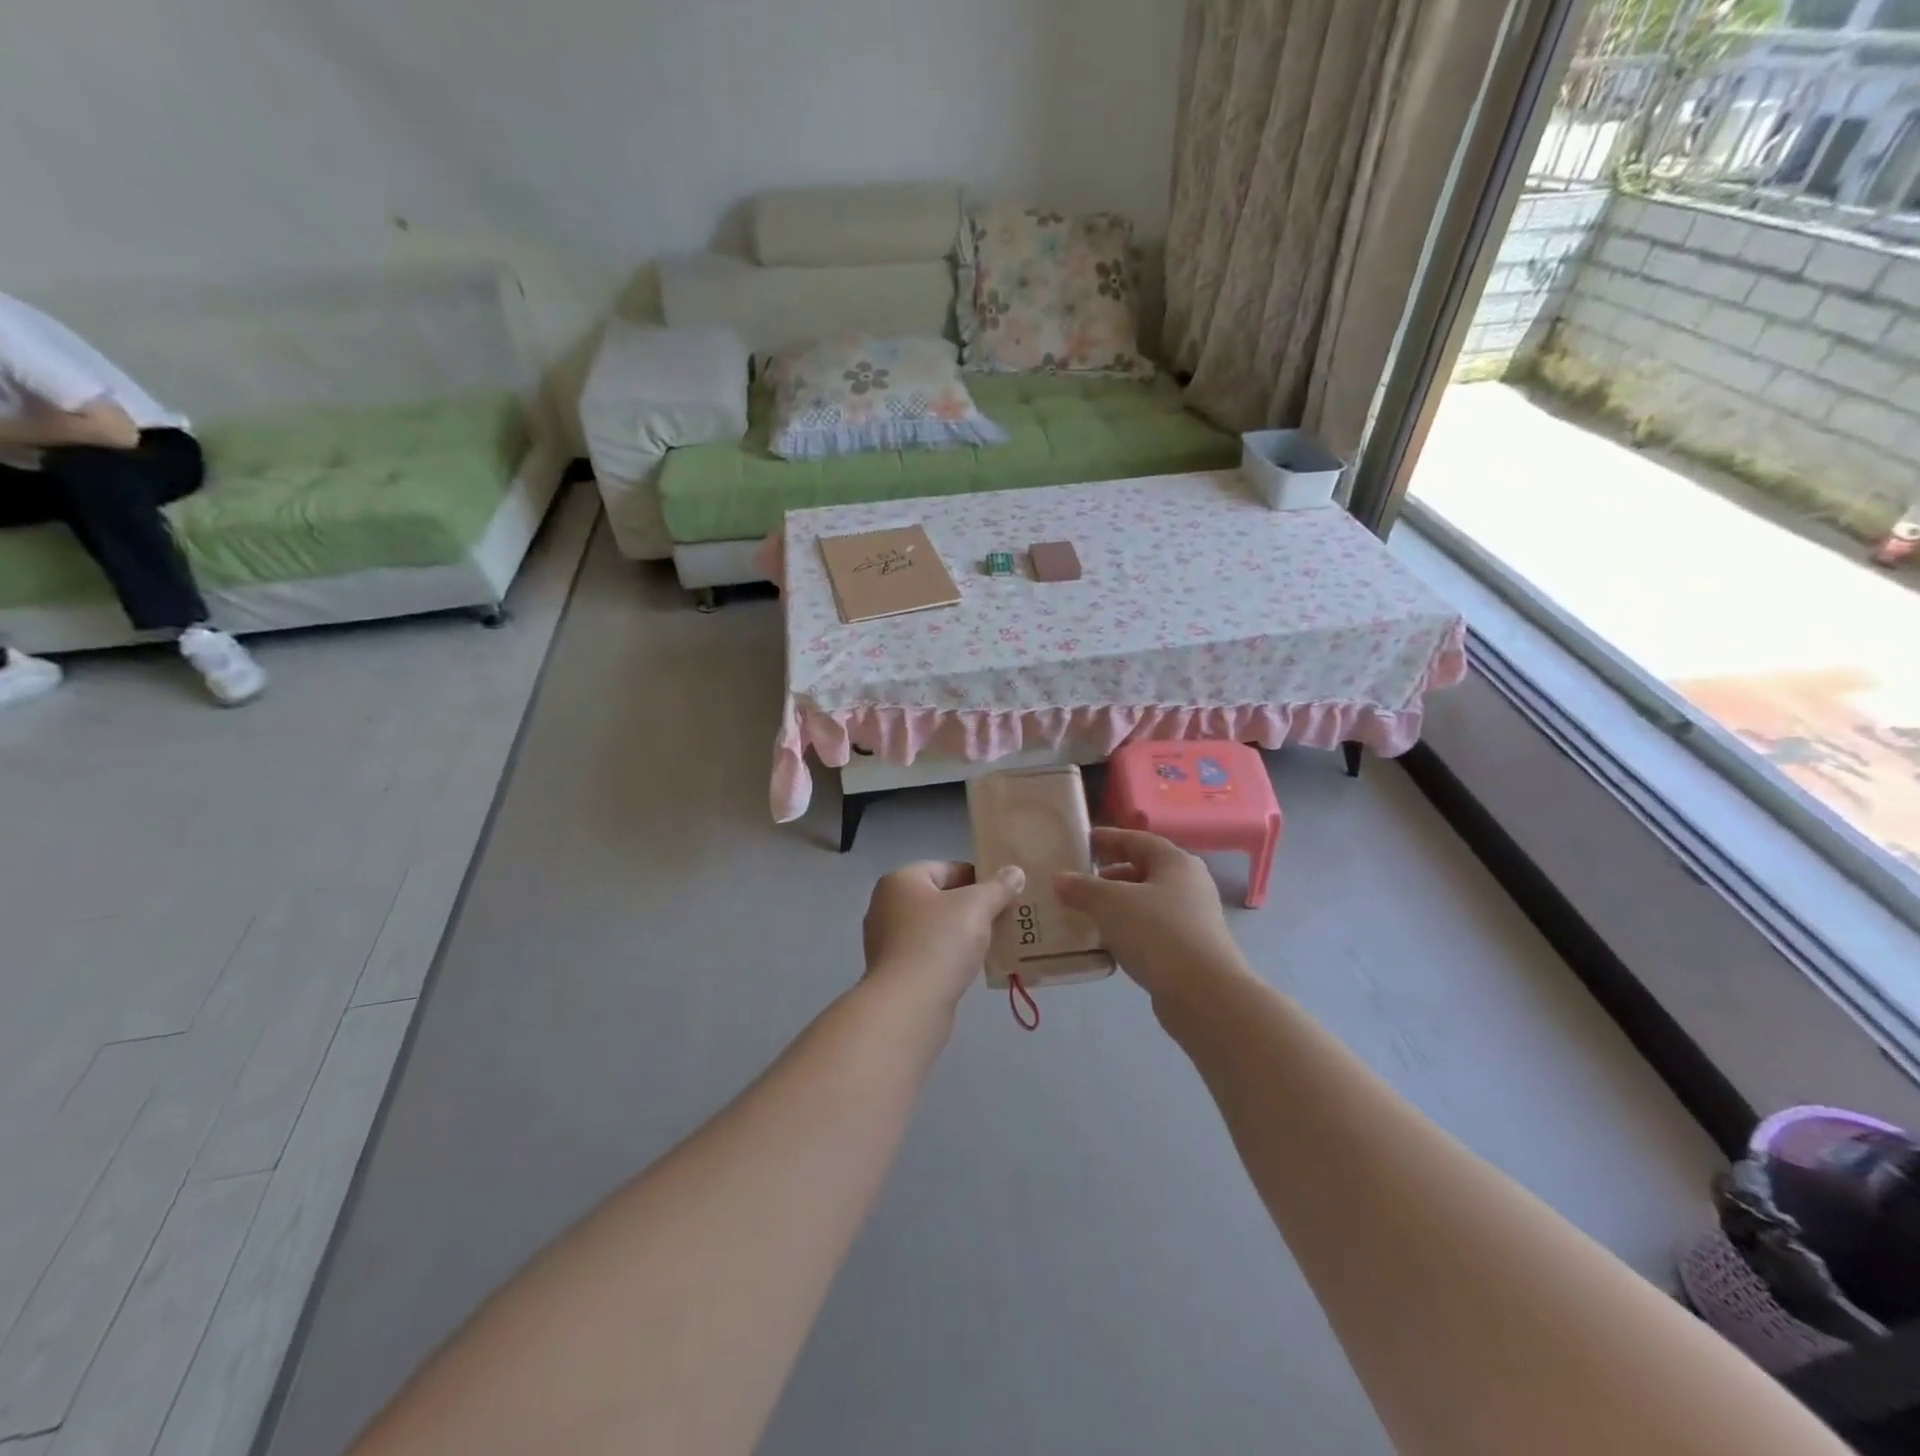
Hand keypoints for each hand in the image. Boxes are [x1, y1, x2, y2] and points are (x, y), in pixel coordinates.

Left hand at [862, 861, 1025, 1010]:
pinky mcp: (894, 971)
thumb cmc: (939, 943)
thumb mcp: (976, 907)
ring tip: (995, 942)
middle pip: (941, 898)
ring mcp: (887, 941)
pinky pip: (929, 954)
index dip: (979, 877)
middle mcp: (886, 906)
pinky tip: (972, 966)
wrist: (908, 1006)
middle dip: (973, 908)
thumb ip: (998, 887)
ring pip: (936, 928)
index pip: (947, 868)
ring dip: (963, 934)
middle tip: (1005, 917)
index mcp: (900, 881)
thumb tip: (1015, 872)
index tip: (1005, 893)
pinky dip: (950, 956)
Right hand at [1054, 829, 1249, 1005]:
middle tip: (1079, 881)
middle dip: (1110, 875)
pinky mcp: (1190, 950)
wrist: (1204, 994)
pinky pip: (1151, 930)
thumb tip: (1061, 879)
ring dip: (1117, 905)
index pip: (1138, 840)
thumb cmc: (1158, 933)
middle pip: (1144, 870)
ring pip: (1147, 903)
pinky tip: (1106, 942)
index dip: (1109, 838)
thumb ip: (1084, 888)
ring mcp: (1193, 919)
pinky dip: (1128, 930)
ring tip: (1086, 912)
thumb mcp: (1111, 903)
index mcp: (1176, 862)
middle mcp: (1190, 885)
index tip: (1082, 842)